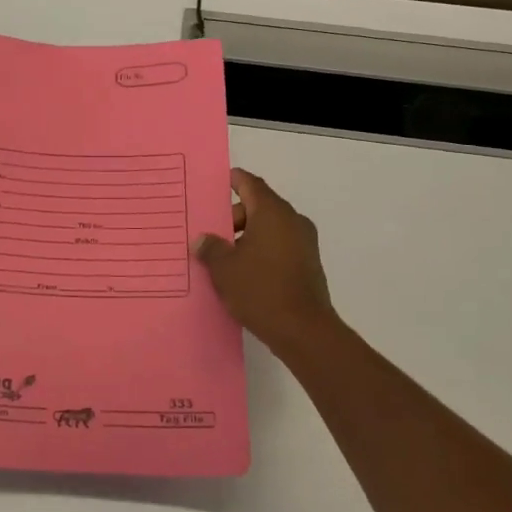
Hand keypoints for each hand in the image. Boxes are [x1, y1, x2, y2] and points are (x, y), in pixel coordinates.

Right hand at [194, 169, 338, 353]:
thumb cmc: (260, 290)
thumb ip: (211, 248)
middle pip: (259, 206)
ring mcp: (304, 243)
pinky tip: (244, 272)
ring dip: (248, 236)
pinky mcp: (308, 264)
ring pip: (270, 228)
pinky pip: (280, 245)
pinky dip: (262, 250)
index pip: (251, 184)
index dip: (234, 181)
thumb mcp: (224, 269)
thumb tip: (203, 239)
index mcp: (272, 213)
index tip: (218, 183)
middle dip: (234, 217)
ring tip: (224, 257)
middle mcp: (292, 221)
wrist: (304, 330)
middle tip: (211, 234)